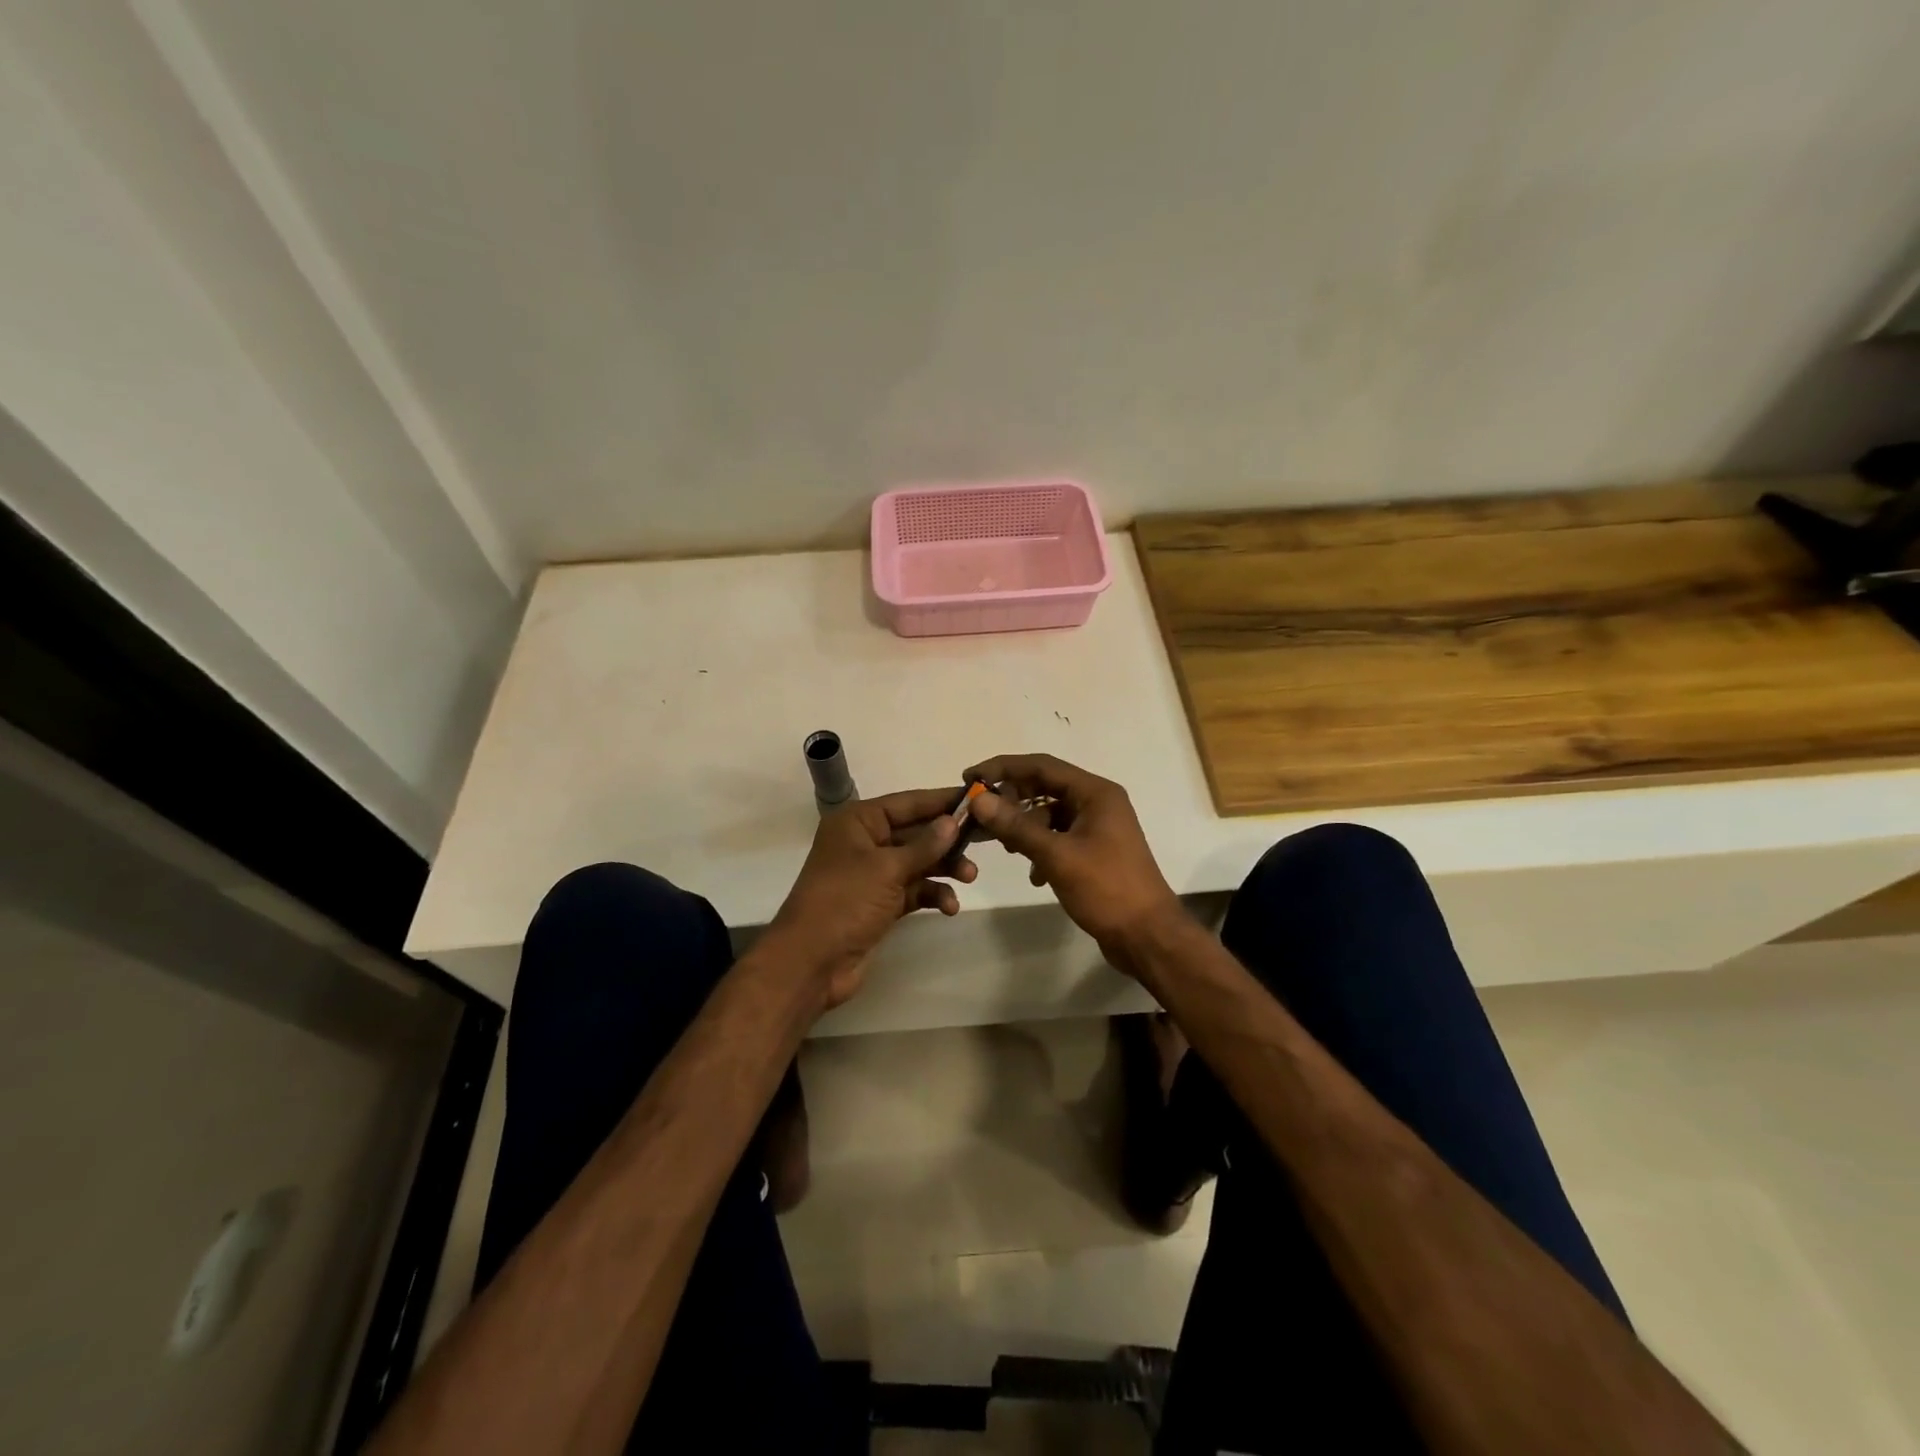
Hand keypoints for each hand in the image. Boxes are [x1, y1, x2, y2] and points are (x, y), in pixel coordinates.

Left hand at [767, 788, 977, 1009]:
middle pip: (916, 832)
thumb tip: (953, 821)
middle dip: (947, 839)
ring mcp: (872, 874)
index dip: (942, 800)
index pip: (908, 802)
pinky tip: (949, 906)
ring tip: (969, 877)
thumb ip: (925, 845)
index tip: (978, 796)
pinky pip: (914, 889)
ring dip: (944, 868)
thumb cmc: (845, 901)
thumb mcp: (887, 868)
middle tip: (984, 840)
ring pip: (918, 862)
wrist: (811, 962)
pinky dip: (932, 894)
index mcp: (858, 821)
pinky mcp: (880, 903)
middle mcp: (865, 842)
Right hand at [960, 754, 1180, 969]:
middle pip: (1044, 787)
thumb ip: (1016, 827)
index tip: (970, 777)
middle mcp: (1098, 802)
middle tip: (979, 815)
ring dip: (1024, 827)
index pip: (1041, 766)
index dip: (1003, 768)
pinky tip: (1034, 875)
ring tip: (1003, 847)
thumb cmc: (1107, 889)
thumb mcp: (1057, 856)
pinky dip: (1040, 848)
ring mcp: (1097, 827)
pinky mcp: (1094, 851)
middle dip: (1011, 800)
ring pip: (1049, 814)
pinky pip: (1058, 837)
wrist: (1147, 936)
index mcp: (1095, 793)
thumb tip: (978, 800)